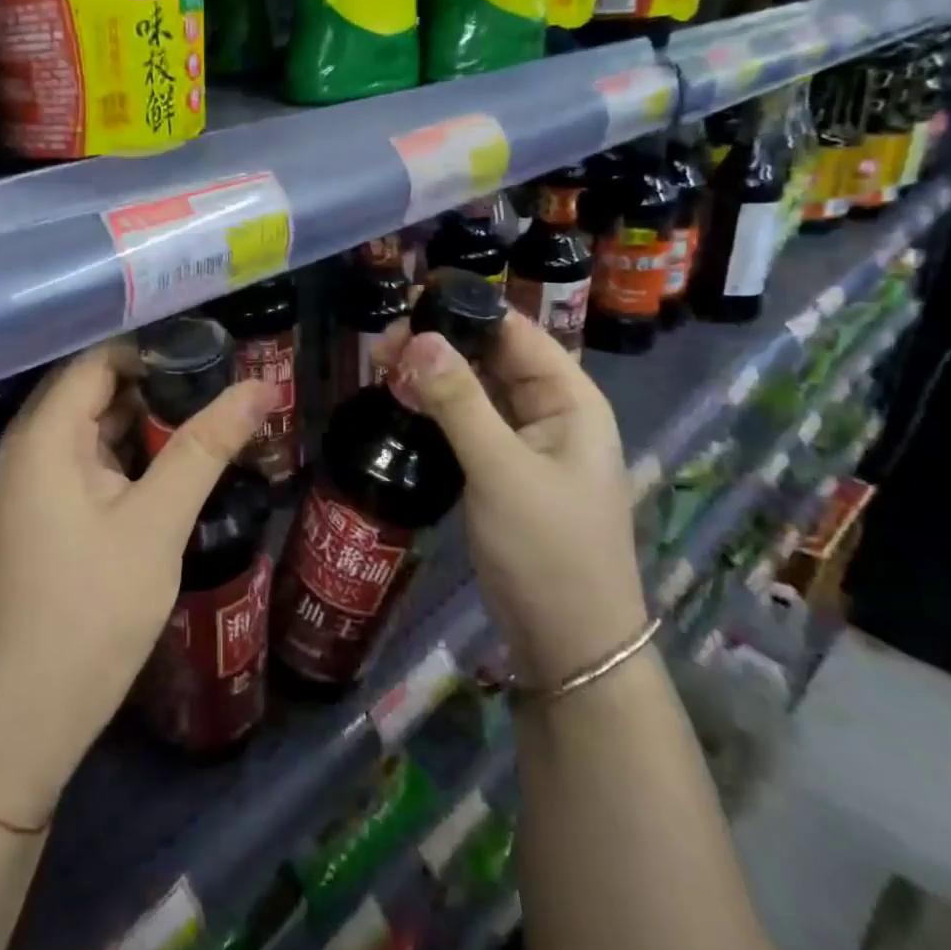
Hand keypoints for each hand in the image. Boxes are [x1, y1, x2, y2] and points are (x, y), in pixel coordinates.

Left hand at [0, 345, 272, 822]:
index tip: (213, 352)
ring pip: (96, 423)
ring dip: (147, 418)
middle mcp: (30, 445)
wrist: (39, 706)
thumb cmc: (96, 606)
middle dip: (157, 382)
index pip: (99, 360)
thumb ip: (206, 446)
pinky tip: (176, 458)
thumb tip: (261, 386)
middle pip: (96, 388)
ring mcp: (35, 478)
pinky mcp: (47, 506)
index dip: (154, 350)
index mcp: (45, 435)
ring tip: (210, 414)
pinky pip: (90, 456)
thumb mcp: (159, 520)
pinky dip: (131, 451)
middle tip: (222, 383)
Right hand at [378, 312, 647, 685]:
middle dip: (439, 344)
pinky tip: (401, 402)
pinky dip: (436, 409)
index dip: (466, 311)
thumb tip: (419, 338)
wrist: (569, 644)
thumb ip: (459, 402)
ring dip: (433, 376)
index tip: (409, 304)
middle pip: (491, 357)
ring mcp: (525, 443)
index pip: (515, 332)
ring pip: (475, 390)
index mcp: (570, 399)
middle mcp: (550, 411)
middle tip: (381, 346)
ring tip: (380, 366)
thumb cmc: (548, 549)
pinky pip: (467, 423)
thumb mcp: (501, 470)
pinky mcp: (501, 470)